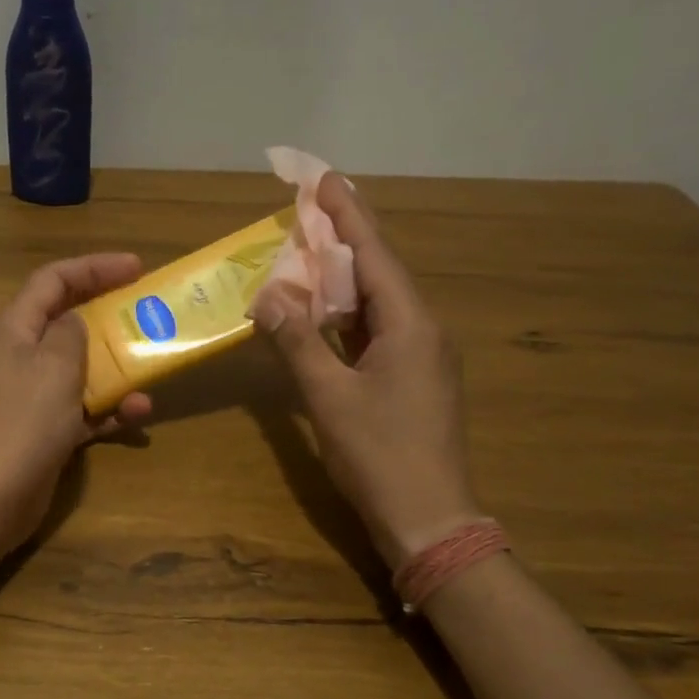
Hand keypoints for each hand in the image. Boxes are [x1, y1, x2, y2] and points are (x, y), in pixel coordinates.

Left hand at [0, 254, 152, 560]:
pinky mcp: (45, 431)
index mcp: (16, 328)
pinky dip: (109, 410)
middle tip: (150, 314)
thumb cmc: (21, 422)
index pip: (54, 280)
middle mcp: (22, 356)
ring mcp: (33, 396)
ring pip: (82, 368)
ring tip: (153, 369)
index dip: (94, 267)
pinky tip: (137, 415)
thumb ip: (71, 334)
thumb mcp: (53, 365)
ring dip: (117, 368)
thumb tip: (75, 321)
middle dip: (110, 316)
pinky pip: (84, 409)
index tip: (137, 268)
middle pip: (70, 321)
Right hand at [252, 174, 480, 569]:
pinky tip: (325, 314)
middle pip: (379, 272)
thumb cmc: (379, 455)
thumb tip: (268, 295)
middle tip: (308, 211)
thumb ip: (297, 342)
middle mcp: (423, 331)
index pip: (373, 255)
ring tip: (309, 254)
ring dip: (344, 279)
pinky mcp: (414, 381)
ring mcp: (422, 358)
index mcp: (410, 325)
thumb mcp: (329, 397)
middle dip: (343, 240)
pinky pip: (378, 332)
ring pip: (378, 304)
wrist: (429, 519)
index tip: (323, 178)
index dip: (347, 215)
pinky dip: (348, 316)